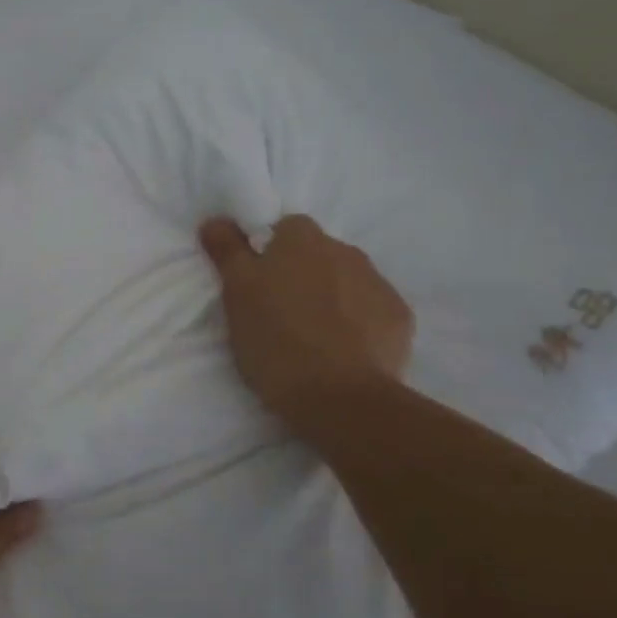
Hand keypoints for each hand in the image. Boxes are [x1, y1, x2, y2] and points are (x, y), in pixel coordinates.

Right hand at [199, 214, 414, 420]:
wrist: (340, 397)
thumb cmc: (276, 339)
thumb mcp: (236, 293)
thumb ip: (227, 250)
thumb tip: (216, 220)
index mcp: (302, 239)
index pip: (284, 228)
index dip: (269, 252)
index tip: (258, 283)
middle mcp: (345, 250)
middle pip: (317, 253)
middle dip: (301, 274)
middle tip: (279, 312)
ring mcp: (378, 283)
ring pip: (346, 280)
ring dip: (330, 297)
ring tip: (312, 336)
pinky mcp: (400, 318)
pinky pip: (371, 310)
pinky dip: (358, 322)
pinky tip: (343, 350)